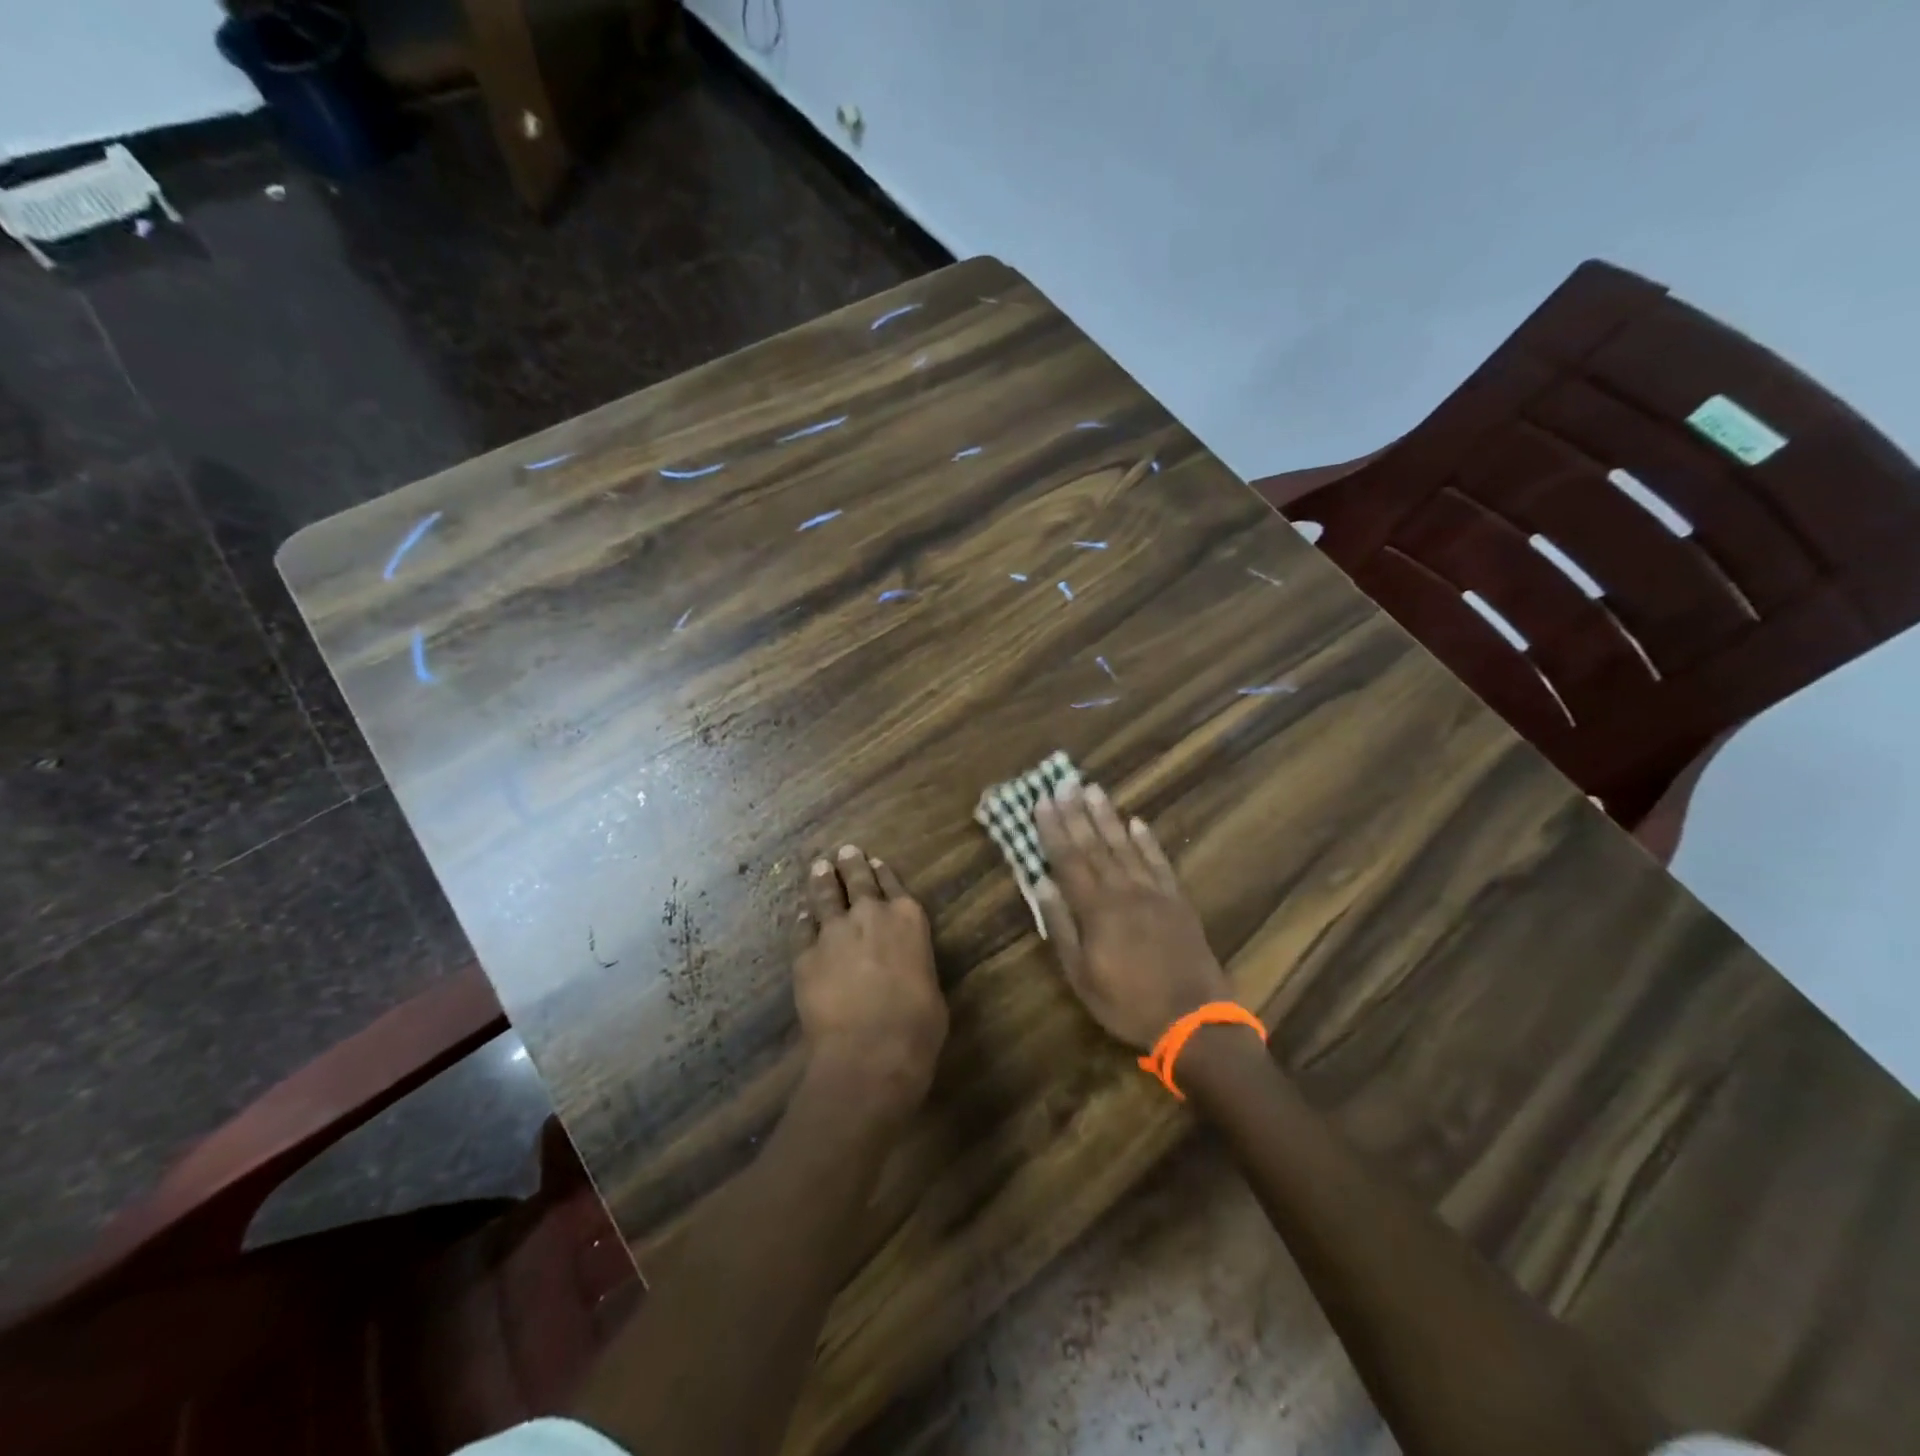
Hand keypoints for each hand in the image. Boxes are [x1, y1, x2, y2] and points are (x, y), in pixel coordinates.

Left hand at [794, 845, 948, 1121]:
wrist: (870, 1049)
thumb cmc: (918, 1025)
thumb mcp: (930, 988)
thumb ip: (914, 965)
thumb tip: (904, 970)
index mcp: (909, 919)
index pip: (894, 885)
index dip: (882, 873)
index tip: (873, 861)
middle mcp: (871, 915)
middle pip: (857, 881)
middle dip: (850, 865)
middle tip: (843, 851)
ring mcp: (834, 932)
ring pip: (825, 897)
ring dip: (821, 881)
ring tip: (818, 868)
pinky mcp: (805, 955)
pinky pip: (802, 930)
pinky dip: (803, 920)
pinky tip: (801, 915)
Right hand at [1034, 782, 1232, 1050]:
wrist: (1193, 1019)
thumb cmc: (1127, 1002)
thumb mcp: (1081, 974)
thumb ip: (1060, 925)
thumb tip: (1040, 883)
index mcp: (1096, 908)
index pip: (1068, 859)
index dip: (1053, 828)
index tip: (1042, 800)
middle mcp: (1123, 890)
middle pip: (1095, 844)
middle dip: (1077, 812)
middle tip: (1065, 781)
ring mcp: (1153, 892)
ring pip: (1125, 845)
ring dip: (1107, 816)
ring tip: (1094, 789)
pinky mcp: (1177, 900)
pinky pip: (1159, 862)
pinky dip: (1147, 840)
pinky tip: (1137, 822)